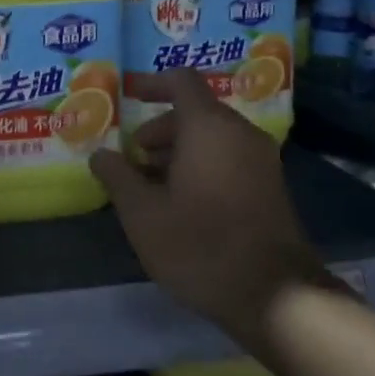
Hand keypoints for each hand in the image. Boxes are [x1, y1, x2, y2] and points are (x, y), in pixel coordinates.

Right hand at [91, 69, 321, 339]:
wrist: (273, 295)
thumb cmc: (199, 244)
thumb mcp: (142, 213)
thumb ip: (117, 176)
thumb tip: (101, 154)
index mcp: (209, 127)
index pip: (181, 81)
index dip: (151, 83)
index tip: (127, 96)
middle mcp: (240, 133)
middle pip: (195, 112)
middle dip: (159, 130)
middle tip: (132, 160)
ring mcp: (261, 160)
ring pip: (212, 138)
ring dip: (178, 151)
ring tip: (150, 187)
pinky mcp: (270, 186)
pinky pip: (229, 158)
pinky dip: (201, 166)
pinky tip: (181, 204)